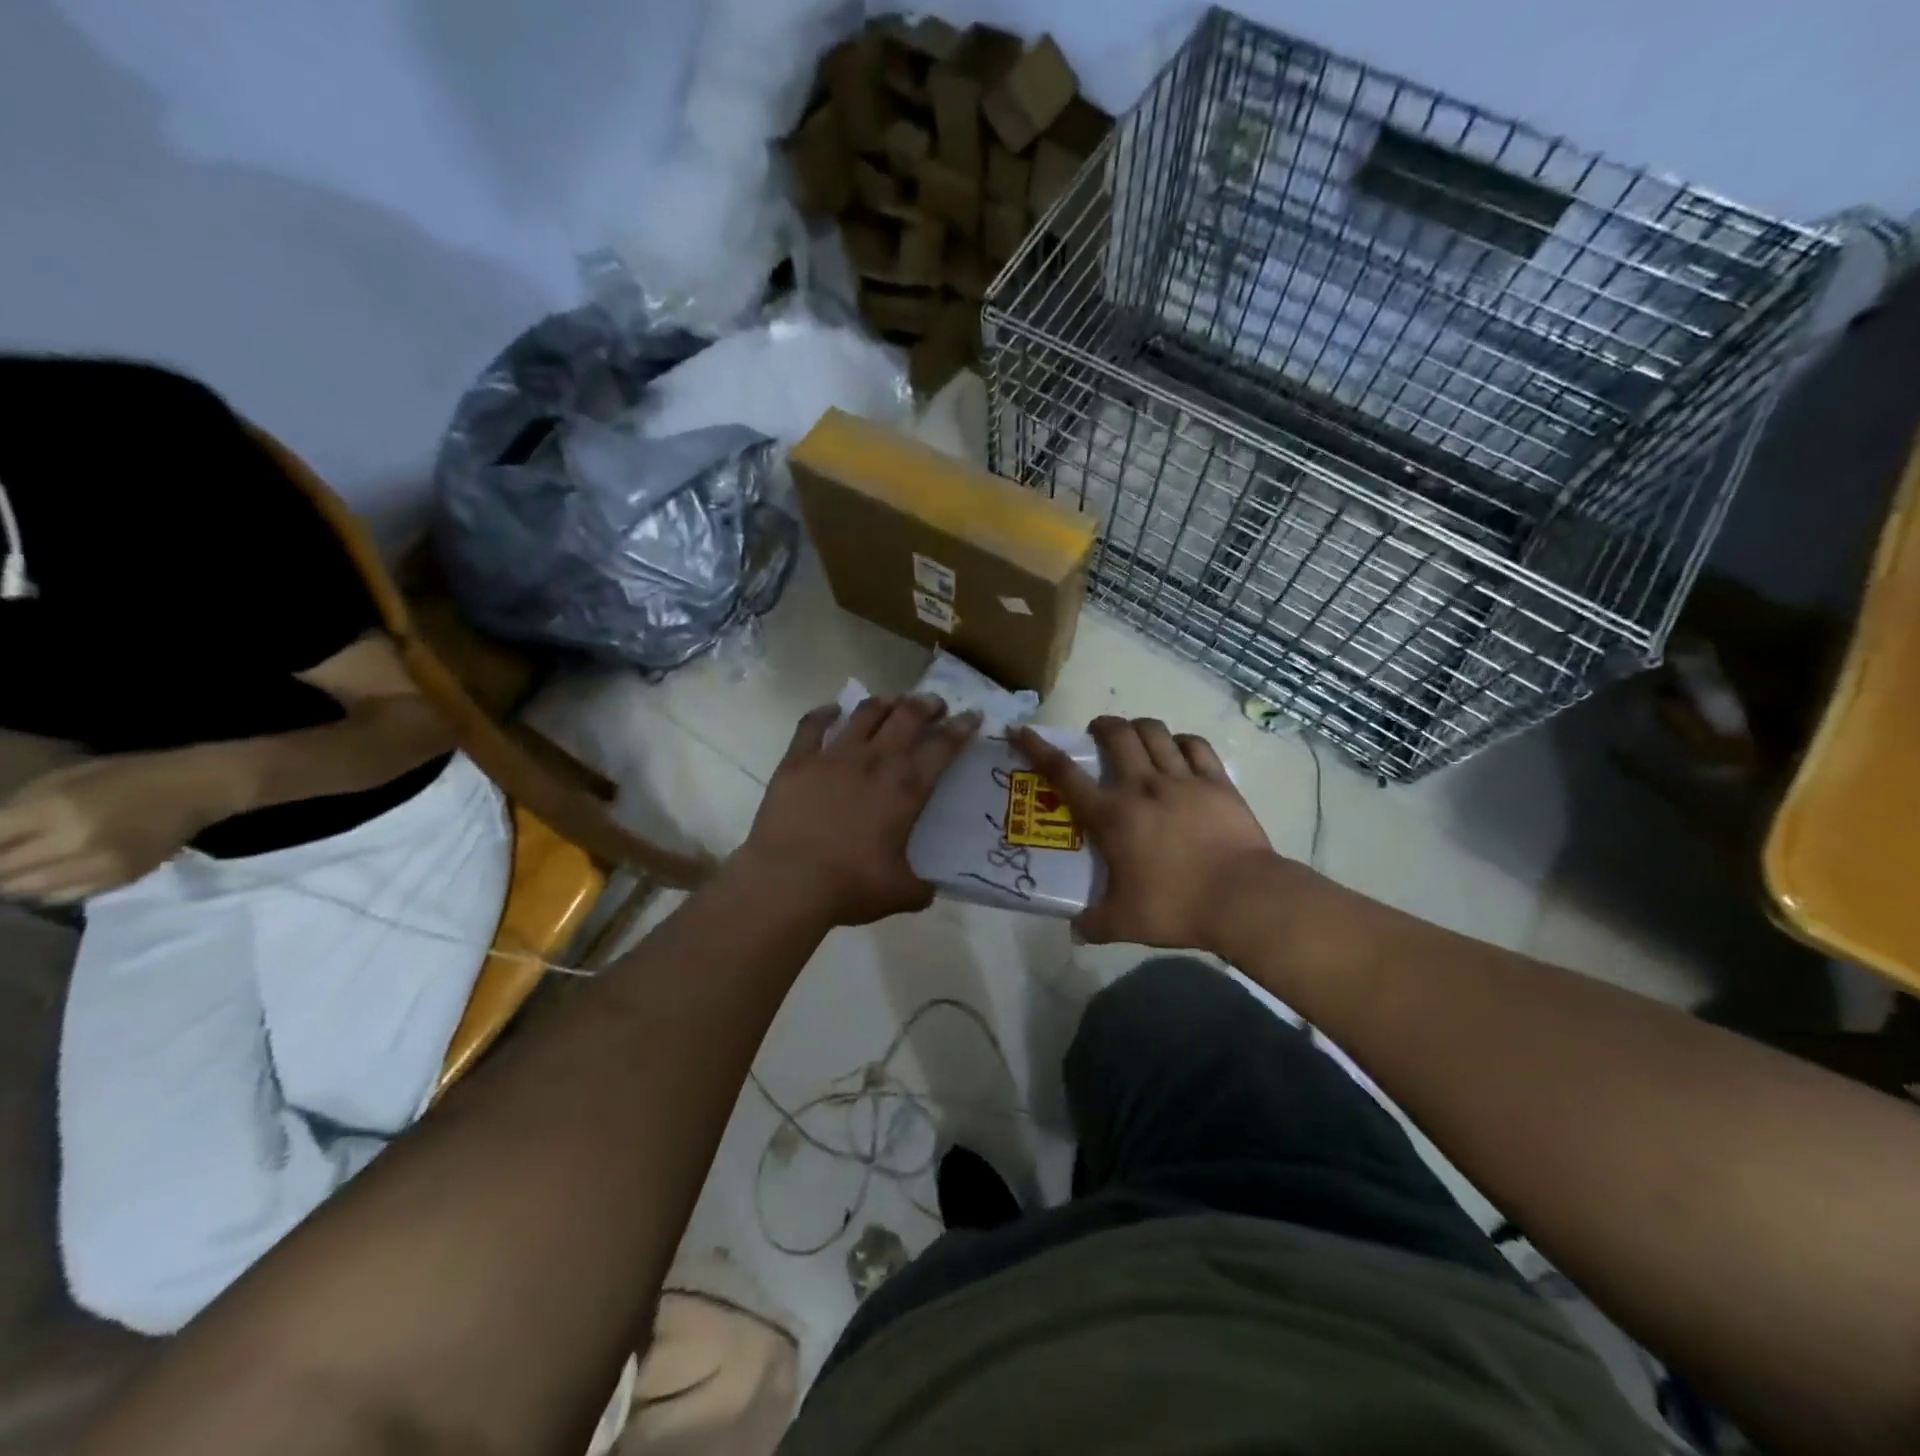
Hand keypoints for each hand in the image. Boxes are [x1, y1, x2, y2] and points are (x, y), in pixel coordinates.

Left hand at [0, 753, 222, 902]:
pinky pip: (67, 895)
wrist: (201, 788)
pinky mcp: (122, 878)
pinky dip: (53, 888)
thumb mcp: (65, 779)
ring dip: (19, 880)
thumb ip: (20, 809)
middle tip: (8, 857)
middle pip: (1, 872)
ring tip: (27, 868)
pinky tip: (61, 873)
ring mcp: (102, 864)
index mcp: (55, 809)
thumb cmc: (131, 775)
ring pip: (28, 890)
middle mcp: (74, 842)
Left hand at [736, 696, 980, 927]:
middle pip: (907, 716)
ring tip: (892, 702)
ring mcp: (834, 756)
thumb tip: (928, 890)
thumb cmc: (849, 886)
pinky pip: (813, 725)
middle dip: (926, 704)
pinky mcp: (798, 760)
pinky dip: (825, 713)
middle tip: (934, 704)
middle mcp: (875, 761)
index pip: (943, 747)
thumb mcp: (899, 893)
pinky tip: (833, 709)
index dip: (962, 727)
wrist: (787, 882)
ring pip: (865, 713)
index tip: (972, 715)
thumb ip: (920, 888)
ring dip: (884, 703)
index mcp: (907, 788)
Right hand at [1010, 716, 1277, 951]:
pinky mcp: (1217, 782)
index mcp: (1112, 816)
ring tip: (1135, 735)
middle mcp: (1142, 786)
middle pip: (1116, 735)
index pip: (1064, 774)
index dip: (1038, 748)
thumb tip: (1076, 931)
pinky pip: (1196, 746)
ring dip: (1138, 727)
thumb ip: (1094, 924)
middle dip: (1101, 726)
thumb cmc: (1176, 907)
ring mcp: (1183, 780)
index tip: (1022, 730)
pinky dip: (1182, 741)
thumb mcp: (1124, 924)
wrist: (1243, 898)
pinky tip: (1179, 749)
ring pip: (1155, 732)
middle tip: (1096, 734)